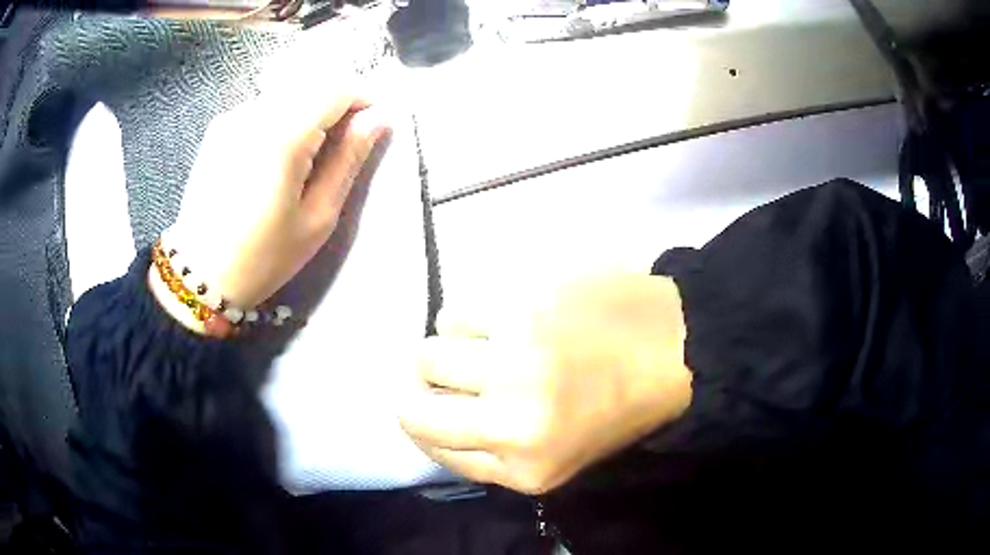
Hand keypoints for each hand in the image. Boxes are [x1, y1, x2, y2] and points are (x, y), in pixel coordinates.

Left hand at [162, 84, 389, 315]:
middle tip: (344, 141)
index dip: (362, 98)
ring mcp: (232, 117)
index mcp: (282, 136)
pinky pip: (263, 106)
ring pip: (287, 92)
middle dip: (337, 102)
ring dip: (309, 109)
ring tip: (309, 153)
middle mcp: (254, 114)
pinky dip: (283, 117)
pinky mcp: (219, 128)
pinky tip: (277, 155)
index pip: (336, 88)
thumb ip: (348, 160)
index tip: (372, 123)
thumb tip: (377, 119)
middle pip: (311, 83)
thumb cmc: (263, 256)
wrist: (199, 274)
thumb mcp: (317, 217)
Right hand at [398, 274, 693, 494]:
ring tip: (484, 345)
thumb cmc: (619, 408)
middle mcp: (513, 422)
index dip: (423, 424)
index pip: (433, 448)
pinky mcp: (522, 307)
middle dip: (422, 391)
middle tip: (446, 375)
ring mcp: (516, 361)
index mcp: (525, 470)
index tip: (433, 406)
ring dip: (447, 350)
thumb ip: (491, 456)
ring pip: (428, 354)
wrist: (675, 348)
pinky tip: (499, 320)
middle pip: (414, 406)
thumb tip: (433, 421)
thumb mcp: (556, 461)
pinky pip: (455, 312)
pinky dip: (467, 318)